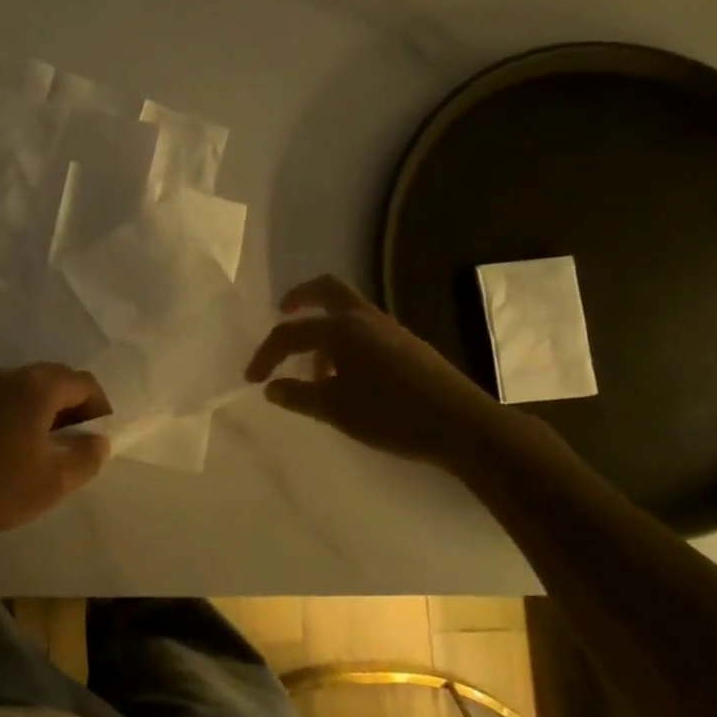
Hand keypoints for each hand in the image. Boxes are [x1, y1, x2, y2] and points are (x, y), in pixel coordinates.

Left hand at [0, 364, 111, 552]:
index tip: (97, 440)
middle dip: (72, 408)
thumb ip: (87, 455)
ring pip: (24, 390)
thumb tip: (97, 439)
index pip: (83, 383)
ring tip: (41, 450)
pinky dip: (14, 416)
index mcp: (36, 387)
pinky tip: (6, 451)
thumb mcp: (55, 480)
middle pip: (53, 380)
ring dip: (42, 411)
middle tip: (74, 445)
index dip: (99, 408)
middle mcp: (8, 376)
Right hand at [244, 275, 509, 468]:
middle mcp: (364, 319)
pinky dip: (344, 342)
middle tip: (282, 313)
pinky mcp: (407, 346)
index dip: (266, 354)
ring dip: (323, 328)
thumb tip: (272, 388)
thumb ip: (298, 396)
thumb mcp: (335, 410)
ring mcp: (390, 330)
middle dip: (300, 297)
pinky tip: (345, 378)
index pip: (290, 332)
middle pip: (326, 289)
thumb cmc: (391, 415)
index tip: (253, 379)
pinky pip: (364, 330)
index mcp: (341, 329)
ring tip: (313, 368)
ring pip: (347, 312)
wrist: (463, 426)